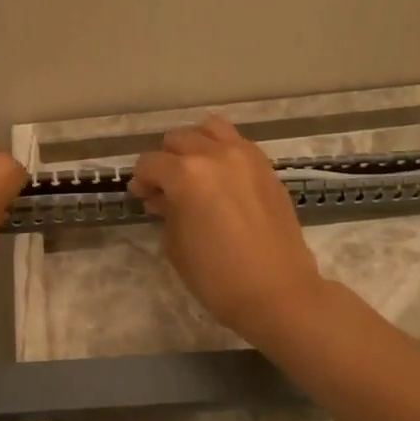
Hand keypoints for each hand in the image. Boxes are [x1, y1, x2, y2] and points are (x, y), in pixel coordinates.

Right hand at [129, 117, 326, 342]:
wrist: (278, 292)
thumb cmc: (218, 277)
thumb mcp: (176, 246)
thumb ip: (166, 211)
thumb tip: (161, 195)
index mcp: (187, 174)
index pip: (150, 163)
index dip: (141, 180)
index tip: (143, 197)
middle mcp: (215, 154)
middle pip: (178, 139)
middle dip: (166, 161)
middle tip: (167, 189)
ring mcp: (246, 156)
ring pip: (210, 129)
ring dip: (196, 145)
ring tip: (195, 173)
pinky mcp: (267, 167)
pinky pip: (237, 143)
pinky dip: (222, 152)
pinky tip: (222, 179)